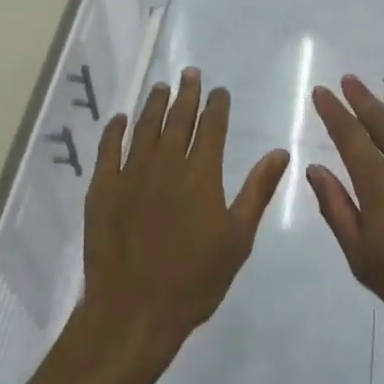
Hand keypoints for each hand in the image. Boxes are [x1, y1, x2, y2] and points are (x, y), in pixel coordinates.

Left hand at [81, 69, 289, 362]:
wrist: (134, 310)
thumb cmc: (194, 280)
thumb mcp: (237, 239)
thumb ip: (257, 191)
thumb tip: (280, 152)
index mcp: (201, 175)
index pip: (212, 128)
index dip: (216, 105)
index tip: (218, 90)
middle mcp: (166, 164)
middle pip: (178, 119)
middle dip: (187, 94)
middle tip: (190, 73)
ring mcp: (131, 173)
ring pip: (145, 127)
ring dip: (154, 104)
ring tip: (161, 87)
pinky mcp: (103, 188)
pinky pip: (109, 149)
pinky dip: (115, 130)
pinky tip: (120, 119)